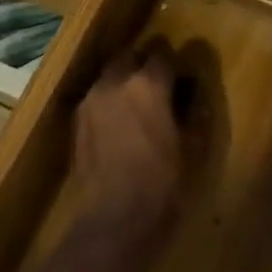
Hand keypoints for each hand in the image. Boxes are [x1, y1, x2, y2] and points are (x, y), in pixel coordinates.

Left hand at [70, 42, 197, 245]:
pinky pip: (97, 97)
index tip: (184, 77)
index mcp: (148, 85)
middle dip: (145, 64)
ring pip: (110, 76)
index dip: (176, 64)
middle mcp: (115, 83)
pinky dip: (110, 100)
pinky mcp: (77, 121)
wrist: (115, 216)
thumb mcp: (193, 147)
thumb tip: (194, 93)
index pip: (164, 55)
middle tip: (161, 85)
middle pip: (130, 56)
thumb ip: (194, 111)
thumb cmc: (163, 183)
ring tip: (138, 104)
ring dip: (125, 81)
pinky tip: (120, 122)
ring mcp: (91, 100)